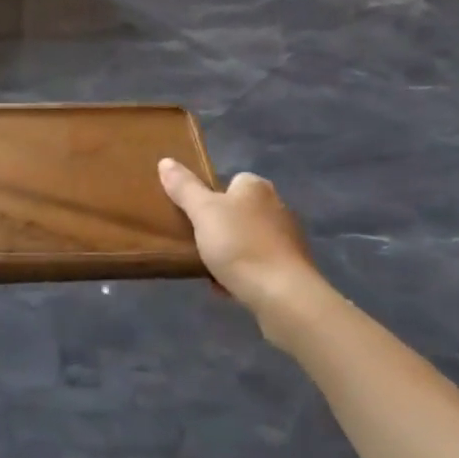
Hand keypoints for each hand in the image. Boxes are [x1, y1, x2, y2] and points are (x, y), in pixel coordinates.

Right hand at [158, 159, 320, 312]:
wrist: (283, 296)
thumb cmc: (240, 245)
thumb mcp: (202, 211)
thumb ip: (184, 187)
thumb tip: (166, 161)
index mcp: (256, 187)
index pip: (231, 181)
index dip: (211, 196)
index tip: (195, 215)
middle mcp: (277, 206)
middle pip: (238, 211)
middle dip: (219, 227)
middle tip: (197, 242)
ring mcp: (288, 239)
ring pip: (248, 240)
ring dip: (230, 252)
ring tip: (208, 269)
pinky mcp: (292, 269)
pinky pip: (259, 265)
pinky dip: (243, 273)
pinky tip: (227, 287)